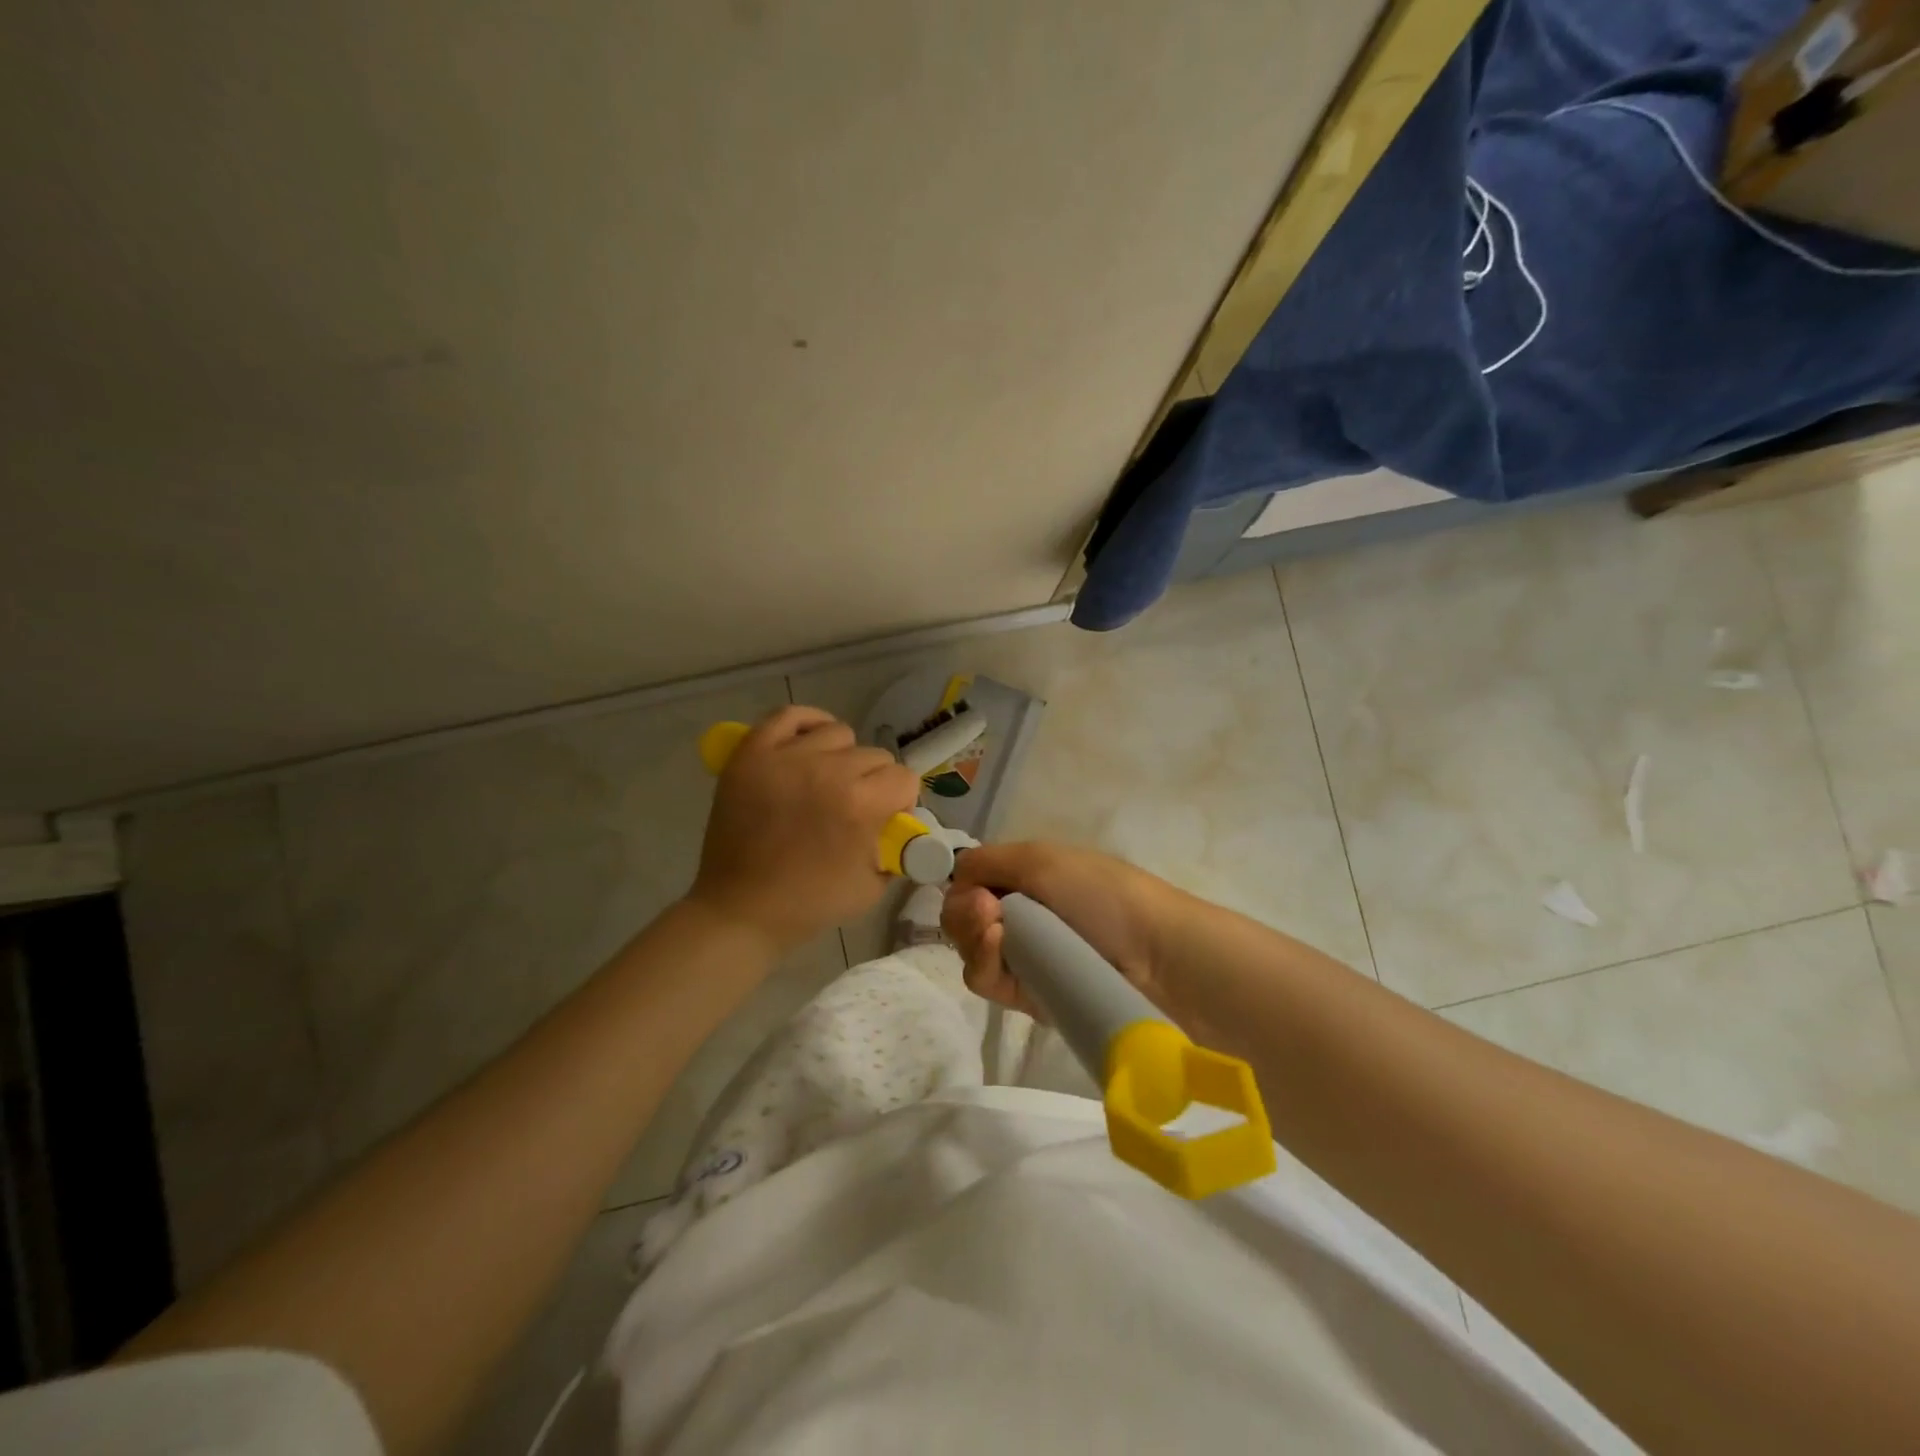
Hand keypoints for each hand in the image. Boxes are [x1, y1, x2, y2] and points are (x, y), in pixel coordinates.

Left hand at [690, 706, 919, 952]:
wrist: (740, 910)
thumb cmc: (809, 904)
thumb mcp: (872, 887)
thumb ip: (895, 849)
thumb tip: (902, 824)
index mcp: (860, 804)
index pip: (904, 778)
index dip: (901, 801)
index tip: (886, 820)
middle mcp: (827, 771)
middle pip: (874, 755)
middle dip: (874, 782)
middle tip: (853, 808)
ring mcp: (785, 758)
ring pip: (838, 733)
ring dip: (842, 757)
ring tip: (827, 781)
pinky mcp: (752, 754)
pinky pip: (789, 716)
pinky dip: (807, 723)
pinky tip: (811, 743)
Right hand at [941, 842, 1197, 1022]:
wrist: (1156, 955)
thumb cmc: (1102, 894)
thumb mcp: (1042, 859)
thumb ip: (988, 861)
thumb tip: (955, 874)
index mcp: (1026, 879)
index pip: (971, 884)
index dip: (964, 886)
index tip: (975, 888)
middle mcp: (1021, 917)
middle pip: (963, 918)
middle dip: (963, 912)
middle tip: (985, 909)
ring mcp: (1024, 958)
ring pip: (970, 951)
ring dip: (972, 936)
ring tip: (995, 930)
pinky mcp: (1028, 997)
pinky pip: (987, 981)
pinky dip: (984, 962)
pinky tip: (998, 947)